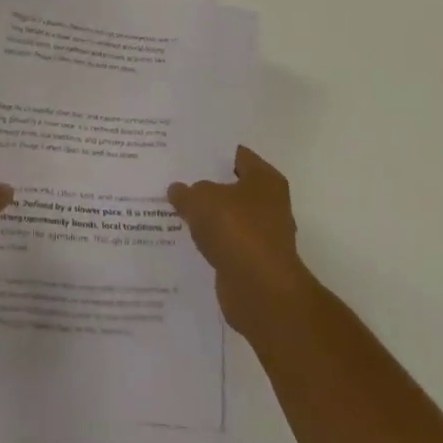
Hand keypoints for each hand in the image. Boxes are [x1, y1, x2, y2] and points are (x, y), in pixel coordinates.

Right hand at [169, 146, 317, 340]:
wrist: (260, 292)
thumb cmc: (236, 230)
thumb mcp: (201, 199)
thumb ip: (186, 191)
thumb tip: (178, 190)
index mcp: (265, 179)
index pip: (236, 155)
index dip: (210, 152)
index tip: (185, 150)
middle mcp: (269, 204)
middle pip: (231, 187)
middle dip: (205, 184)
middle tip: (173, 176)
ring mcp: (262, 236)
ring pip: (226, 217)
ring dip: (206, 216)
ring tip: (172, 206)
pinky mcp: (252, 263)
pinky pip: (224, 244)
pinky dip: (209, 242)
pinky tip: (183, 237)